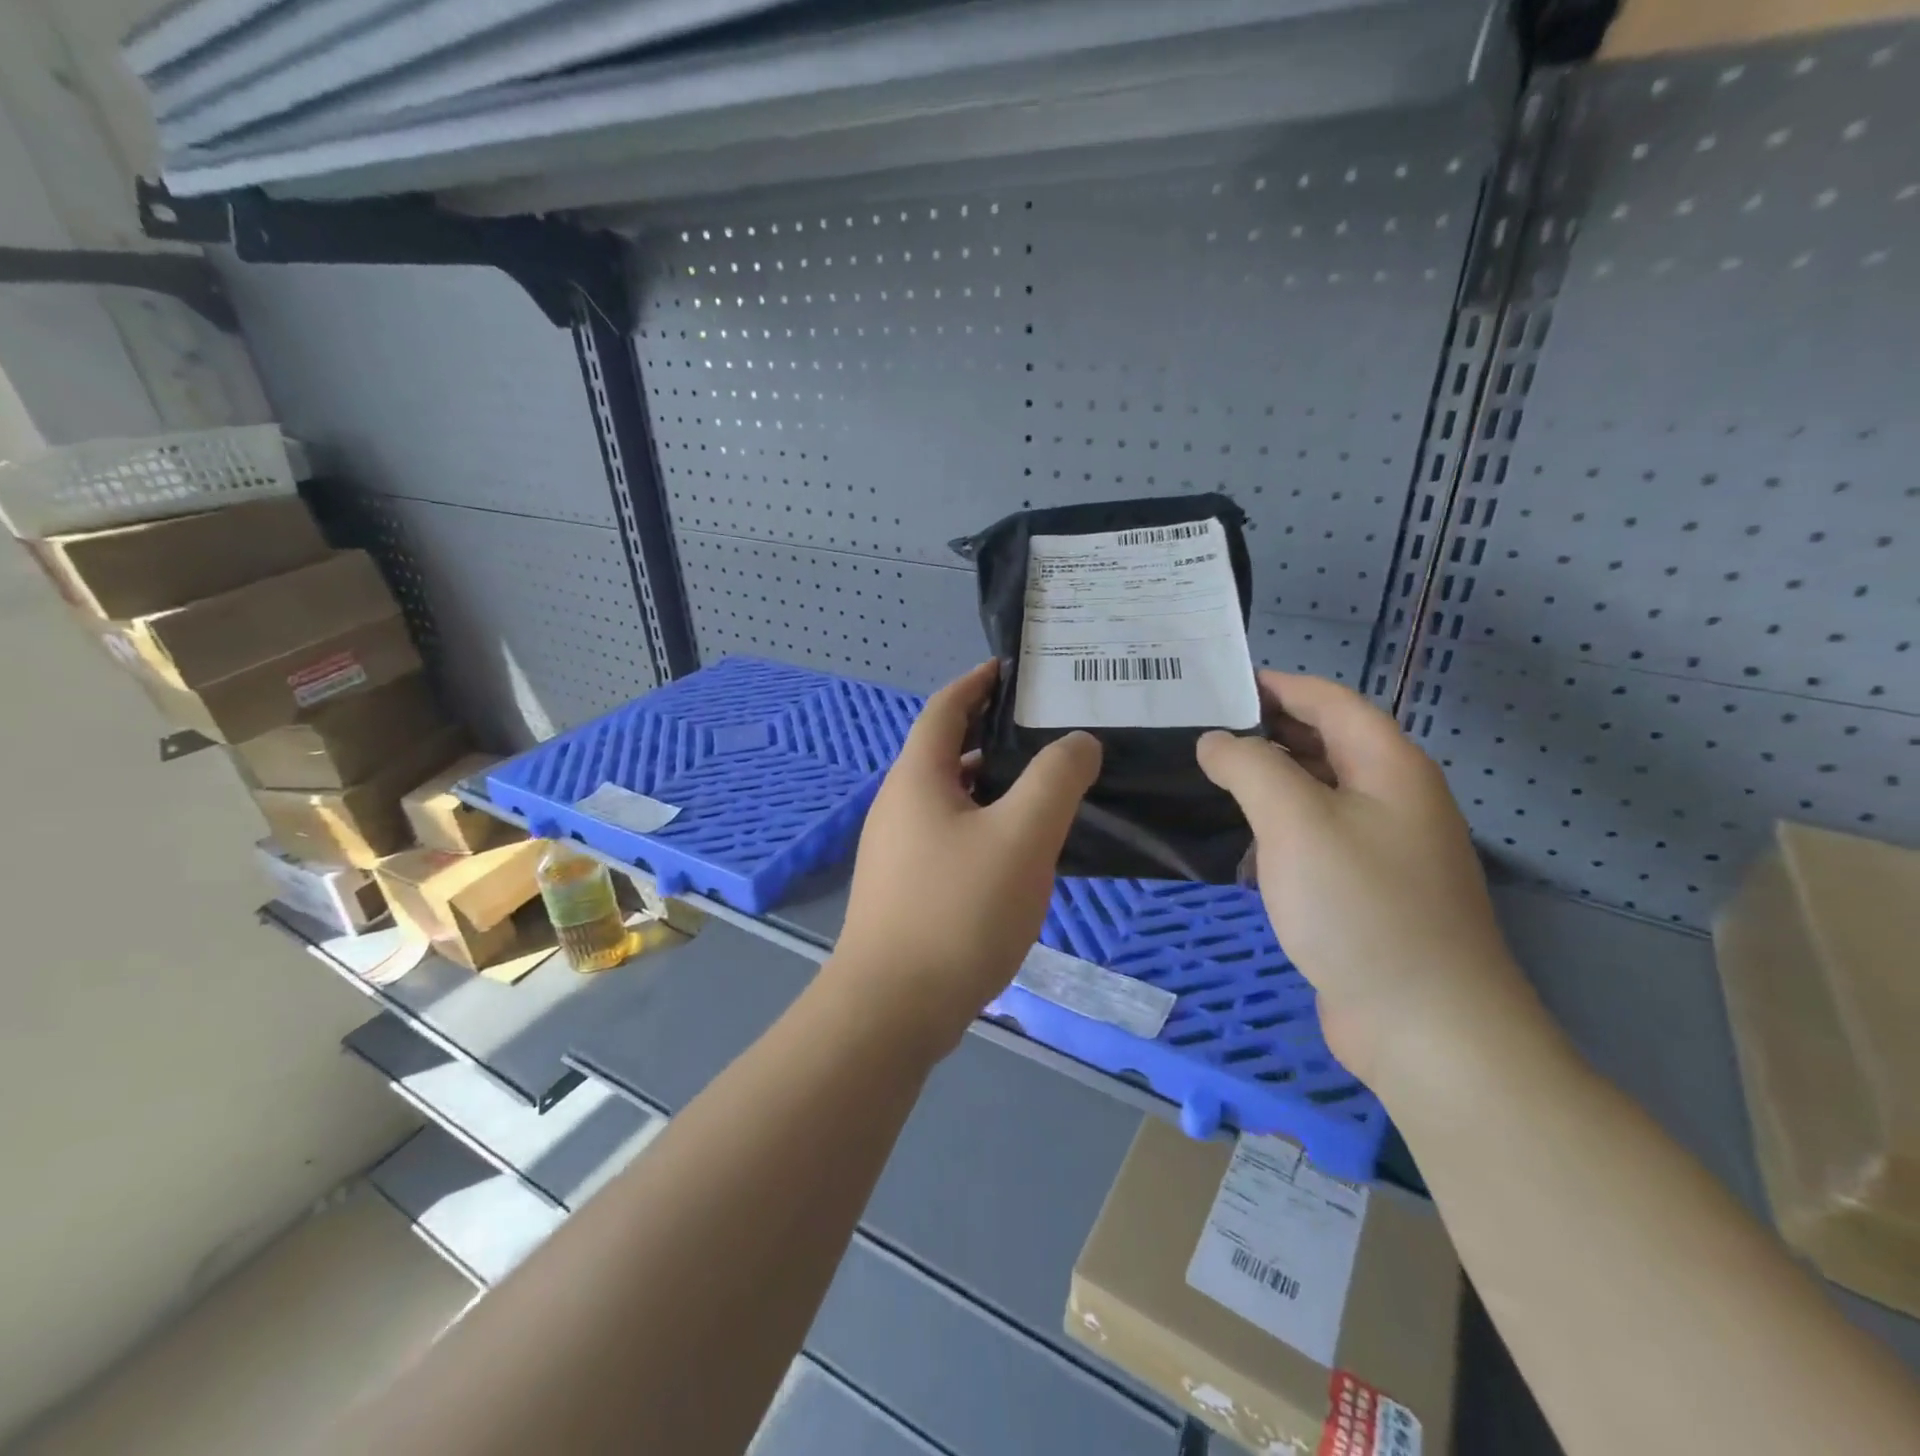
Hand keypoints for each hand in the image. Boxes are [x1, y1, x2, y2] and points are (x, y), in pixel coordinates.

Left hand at [831, 661, 1101, 1055]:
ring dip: (991, 784)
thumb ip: (1055, 780)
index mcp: (917, 778)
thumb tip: (1078, 741)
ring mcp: (897, 849)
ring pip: (951, 798)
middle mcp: (898, 805)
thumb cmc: (958, 912)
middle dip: (992, 734)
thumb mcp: (1022, 837)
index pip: (945, 708)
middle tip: (1048, 732)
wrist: (893, 1009)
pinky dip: (983, 824)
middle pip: (945, 750)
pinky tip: (1017, 851)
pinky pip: (950, 835)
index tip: (1013, 671)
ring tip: (1044, 788)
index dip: (978, 682)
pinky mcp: (905, 887)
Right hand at [1197, 672, 1534, 1090]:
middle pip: (1326, 744)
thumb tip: (1216, 741)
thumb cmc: (1359, 906)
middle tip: (1199, 732)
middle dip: (1266, 731)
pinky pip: (1316, 840)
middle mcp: (1394, 799)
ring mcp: (1385, 849)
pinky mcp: (1368, 893)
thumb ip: (1250, 766)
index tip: (1217, 685)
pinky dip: (1278, 829)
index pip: (1329, 701)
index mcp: (1389, 767)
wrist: (1425, 1026)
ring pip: (1319, 794)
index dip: (1276, 685)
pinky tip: (1241, 846)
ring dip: (1268, 782)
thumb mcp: (1295, 821)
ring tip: (1208, 780)